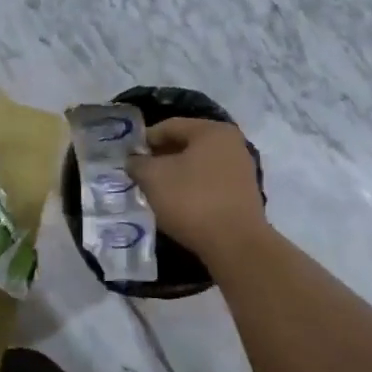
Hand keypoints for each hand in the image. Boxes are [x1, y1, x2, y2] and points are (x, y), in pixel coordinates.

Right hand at [126, 118, 268, 256]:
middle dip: (160, 157)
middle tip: (139, 173)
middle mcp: (232, 144)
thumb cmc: (192, 200)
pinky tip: (177, 204)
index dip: (145, 139)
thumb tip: (134, 161)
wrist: (235, 244)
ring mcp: (241, 169)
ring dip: (175, 174)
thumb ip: (138, 163)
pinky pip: (209, 183)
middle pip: (186, 144)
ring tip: (155, 190)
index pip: (170, 126)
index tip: (128, 157)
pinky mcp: (243, 194)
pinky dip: (191, 188)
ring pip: (198, 165)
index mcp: (212, 131)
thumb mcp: (153, 178)